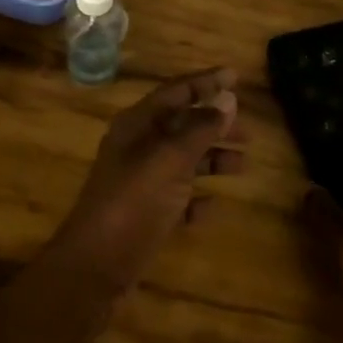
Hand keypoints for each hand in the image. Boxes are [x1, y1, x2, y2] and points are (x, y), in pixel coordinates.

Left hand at [49, 68, 245, 300]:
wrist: (95, 267)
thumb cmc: (133, 203)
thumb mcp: (169, 160)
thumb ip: (199, 129)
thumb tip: (228, 98)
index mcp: (137, 124)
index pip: (176, 92)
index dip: (205, 82)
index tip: (235, 76)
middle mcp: (137, 146)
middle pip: (181, 124)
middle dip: (214, 123)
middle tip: (248, 130)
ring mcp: (140, 181)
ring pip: (182, 160)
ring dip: (211, 158)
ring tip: (243, 165)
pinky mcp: (145, 214)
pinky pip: (177, 197)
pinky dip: (197, 197)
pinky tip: (214, 205)